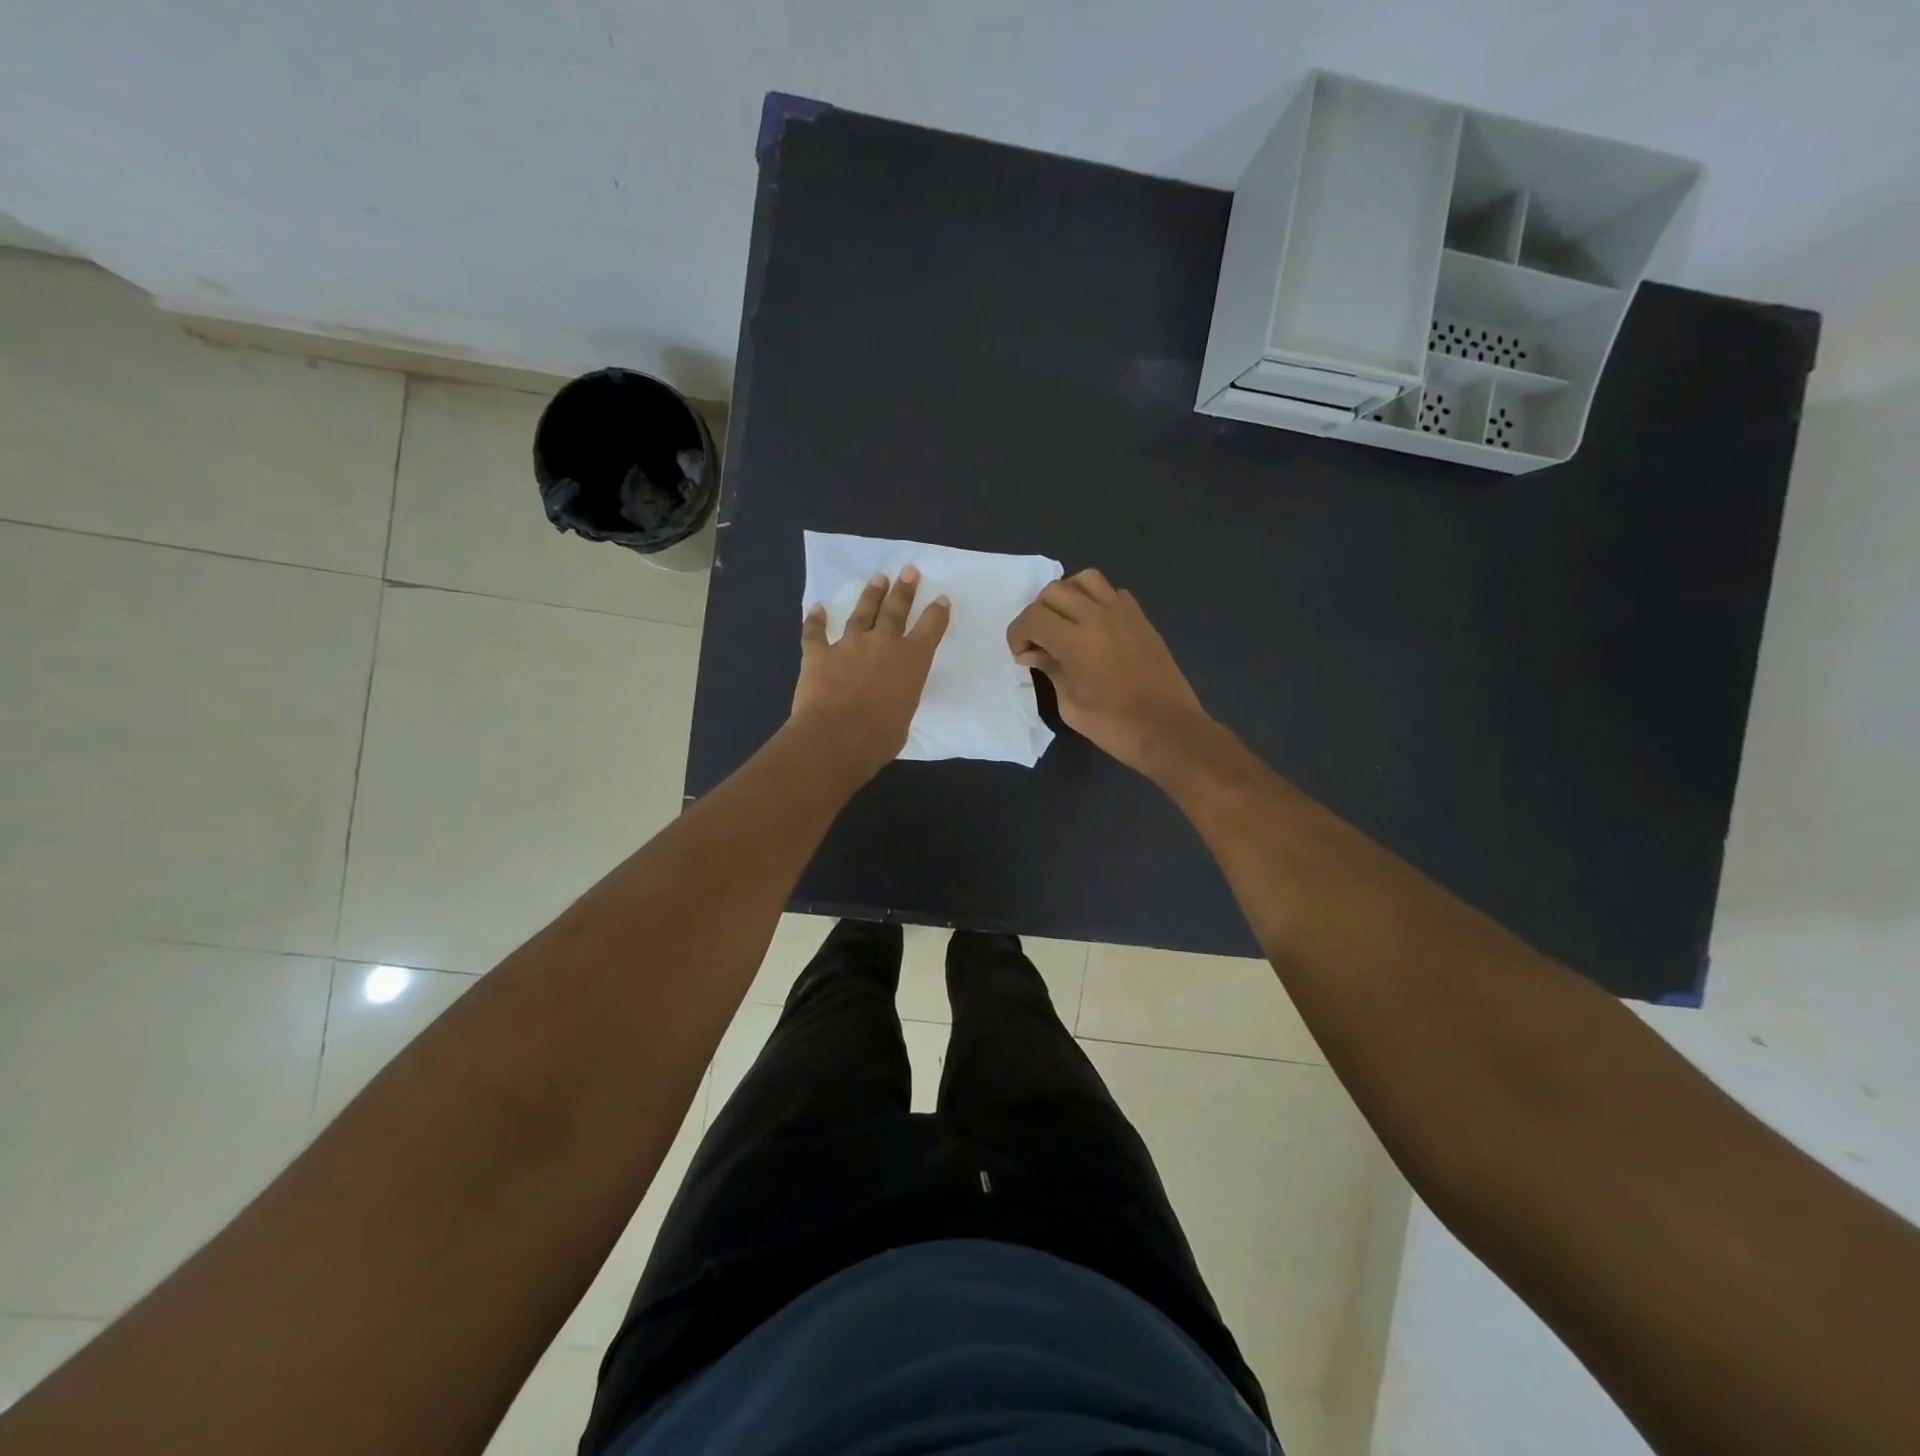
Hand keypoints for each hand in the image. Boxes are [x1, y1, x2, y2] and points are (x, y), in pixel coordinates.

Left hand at [792, 567, 949, 779]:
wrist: (837, 735)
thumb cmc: (880, 735)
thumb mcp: (905, 715)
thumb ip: (900, 698)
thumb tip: (889, 699)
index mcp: (912, 660)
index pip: (930, 628)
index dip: (937, 612)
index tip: (941, 599)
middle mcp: (883, 643)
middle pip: (896, 610)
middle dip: (904, 590)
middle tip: (908, 571)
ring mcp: (849, 645)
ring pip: (861, 613)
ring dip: (870, 596)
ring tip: (877, 580)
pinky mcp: (819, 654)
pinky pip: (815, 632)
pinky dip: (815, 620)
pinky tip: (817, 609)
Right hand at [1006, 569, 1211, 777]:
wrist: (1168, 730)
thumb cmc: (1114, 725)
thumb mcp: (1070, 705)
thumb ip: (1049, 670)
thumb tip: (1033, 653)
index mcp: (1075, 640)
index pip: (1033, 617)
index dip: (1017, 633)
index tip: (1020, 653)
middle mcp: (1098, 616)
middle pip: (1054, 591)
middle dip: (1037, 613)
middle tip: (1039, 640)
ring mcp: (1123, 613)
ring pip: (1085, 579)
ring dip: (1067, 596)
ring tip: (1065, 622)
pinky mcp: (1141, 618)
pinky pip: (1112, 592)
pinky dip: (1096, 600)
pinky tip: (1094, 626)